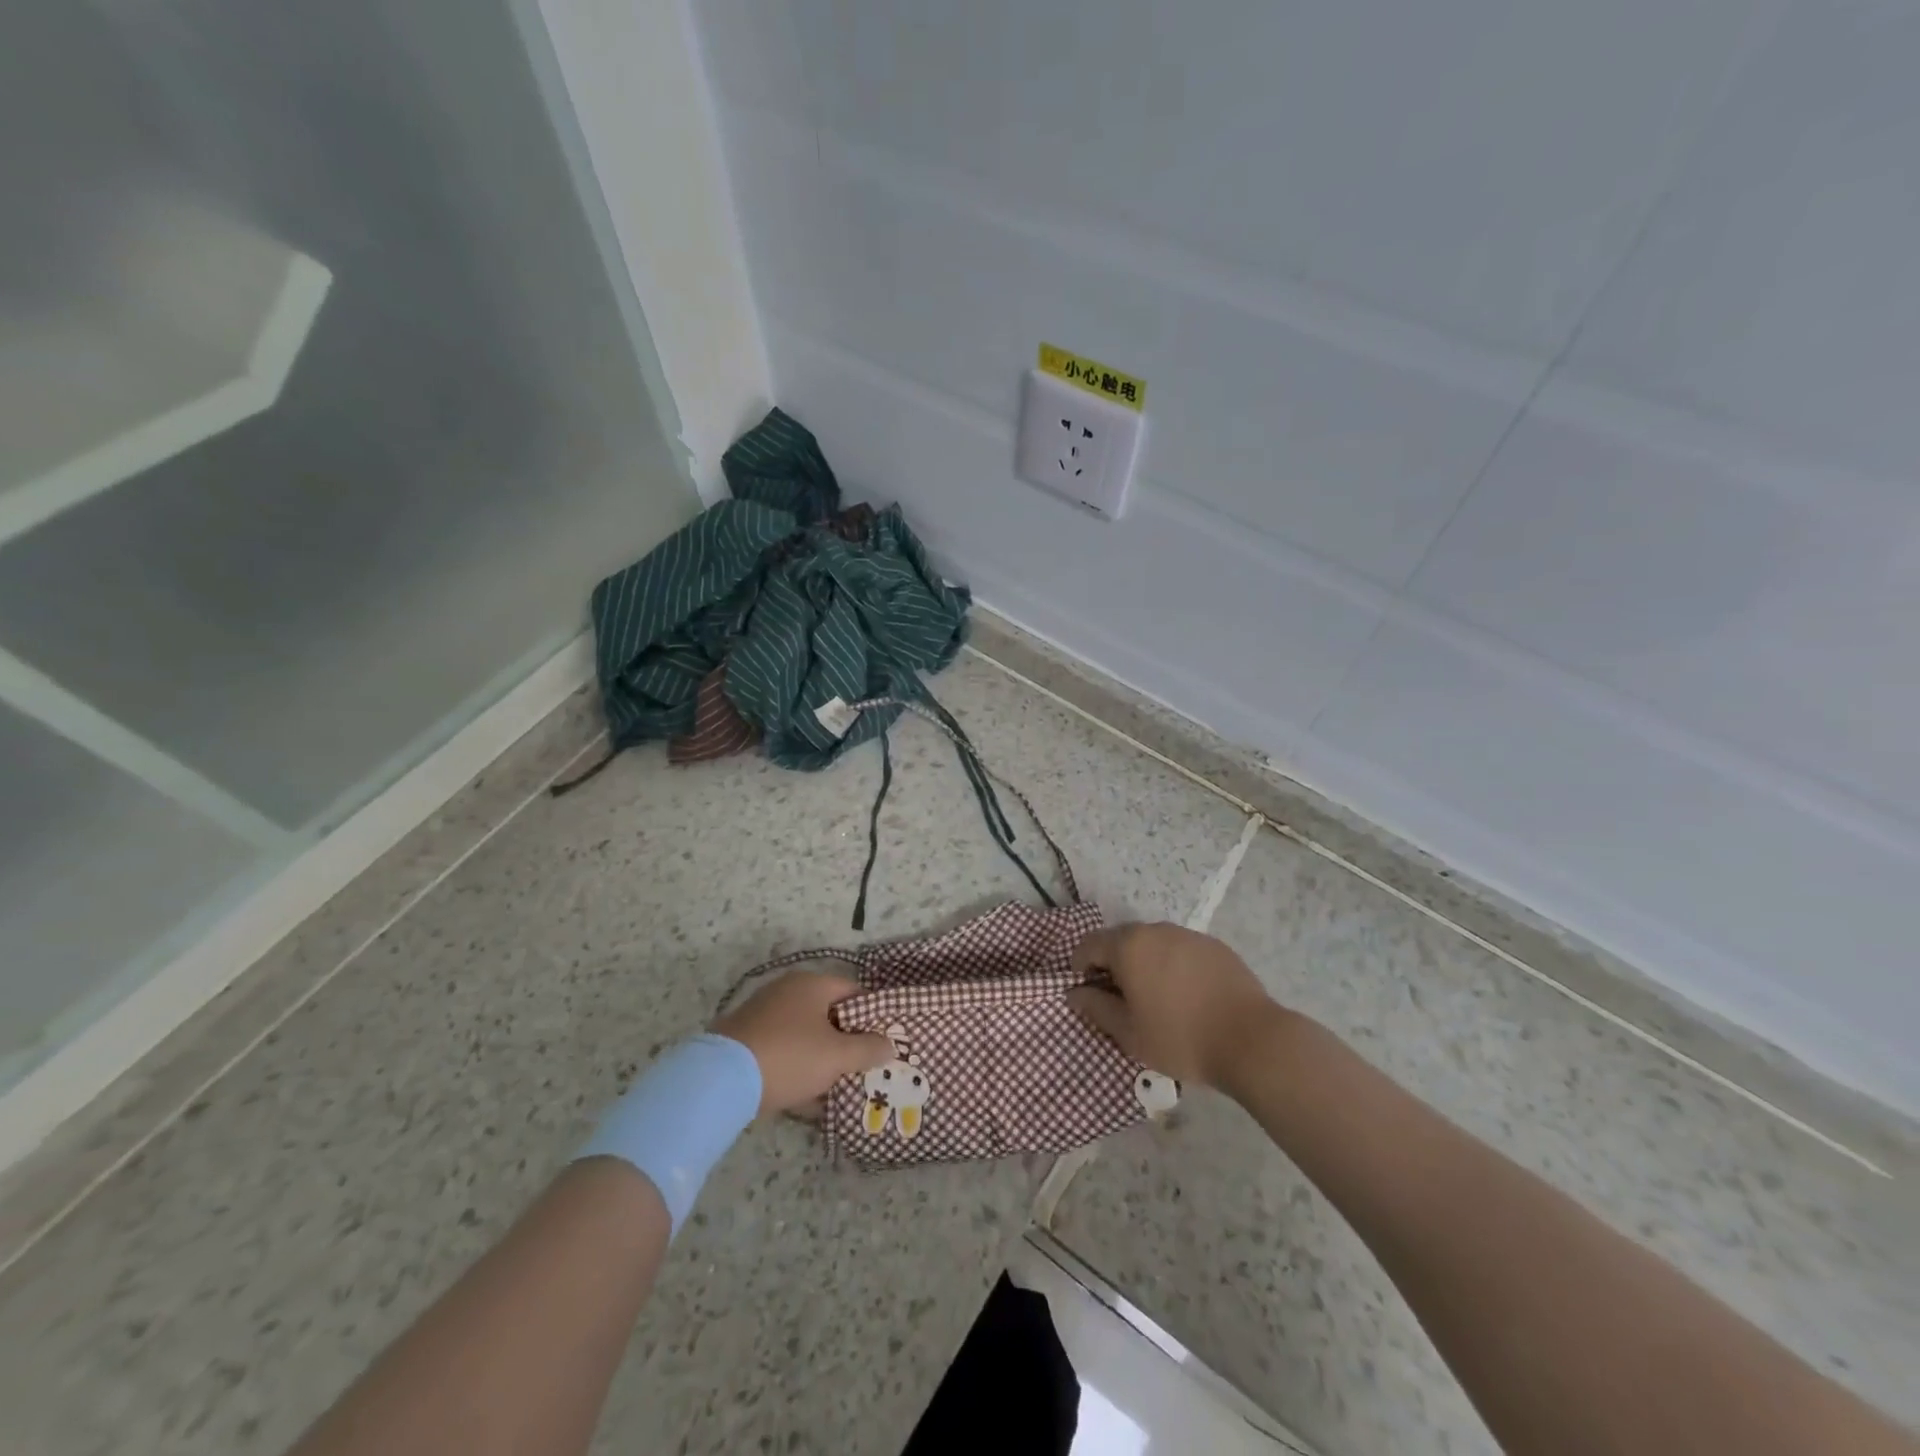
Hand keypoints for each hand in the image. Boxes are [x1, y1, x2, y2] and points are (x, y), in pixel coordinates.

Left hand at [712, 970, 893, 1116]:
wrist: (720, 1080)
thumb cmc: (789, 1056)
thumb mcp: (837, 1056)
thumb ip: (868, 1049)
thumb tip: (889, 1044)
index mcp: (811, 983)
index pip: (853, 992)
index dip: (872, 1014)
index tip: (885, 1040)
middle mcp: (786, 991)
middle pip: (828, 1013)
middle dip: (847, 1040)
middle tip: (865, 1065)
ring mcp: (763, 1014)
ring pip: (805, 1034)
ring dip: (822, 1057)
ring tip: (840, 1086)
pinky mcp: (746, 1040)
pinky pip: (783, 1051)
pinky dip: (798, 1068)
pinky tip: (808, 1098)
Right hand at [1067, 923, 1284, 1088]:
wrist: (1252, 1040)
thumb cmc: (1181, 1038)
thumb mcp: (1129, 1033)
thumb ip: (1095, 1008)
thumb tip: (1074, 993)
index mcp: (1129, 946)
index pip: (1089, 945)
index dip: (1081, 967)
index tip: (1087, 993)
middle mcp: (1156, 930)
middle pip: (1121, 940)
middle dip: (1113, 964)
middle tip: (1120, 1000)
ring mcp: (1188, 935)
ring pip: (1153, 944)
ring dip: (1144, 964)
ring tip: (1155, 1000)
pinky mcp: (1215, 946)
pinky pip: (1181, 951)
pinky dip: (1173, 967)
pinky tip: (1187, 997)